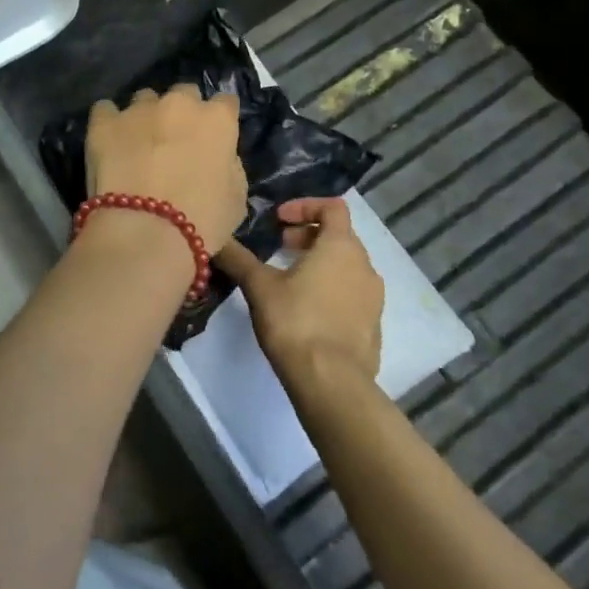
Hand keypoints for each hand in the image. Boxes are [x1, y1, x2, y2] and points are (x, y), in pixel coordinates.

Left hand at [85, 86, 246, 253]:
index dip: (219, 120)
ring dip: (146, 115)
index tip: (214, 137)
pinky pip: (105, 110)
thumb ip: (229, 165)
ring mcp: (138, 109)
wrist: (145, 233)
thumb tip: (219, 158)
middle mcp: (179, 104)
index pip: (225, 103)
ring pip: (144, 99)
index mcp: (217, 119)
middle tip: (175, 141)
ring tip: (138, 143)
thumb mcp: (237, 197)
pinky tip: (108, 142)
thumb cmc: (202, 221)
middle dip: (182, 112)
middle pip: (184, 93)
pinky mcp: (104, 122)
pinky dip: (109, 122)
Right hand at [216, 197, 383, 389]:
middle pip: (340, 236)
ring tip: (291, 281)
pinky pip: (353, 295)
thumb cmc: (296, 322)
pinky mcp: (374, 326)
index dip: (304, 206)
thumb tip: (215, 240)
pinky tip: (308, 313)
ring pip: (348, 267)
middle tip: (281, 248)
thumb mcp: (259, 287)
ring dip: (321, 264)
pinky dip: (332, 291)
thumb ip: (238, 259)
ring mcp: (373, 298)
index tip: (279, 220)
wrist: (332, 382)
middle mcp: (364, 265)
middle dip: (309, 236)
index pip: (333, 207)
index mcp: (341, 246)